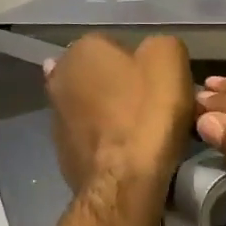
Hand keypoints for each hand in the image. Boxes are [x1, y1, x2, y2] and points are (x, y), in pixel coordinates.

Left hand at [45, 34, 193, 196]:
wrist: (125, 181)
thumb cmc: (148, 113)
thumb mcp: (170, 59)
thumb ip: (160, 44)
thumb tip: (151, 53)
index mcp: (82, 49)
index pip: (117, 45)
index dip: (142, 64)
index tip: (160, 85)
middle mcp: (59, 77)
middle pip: (101, 77)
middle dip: (121, 88)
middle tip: (152, 108)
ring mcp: (55, 118)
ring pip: (94, 108)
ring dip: (112, 116)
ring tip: (142, 134)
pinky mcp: (62, 152)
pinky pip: (91, 138)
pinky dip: (106, 142)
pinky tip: (127, 153)